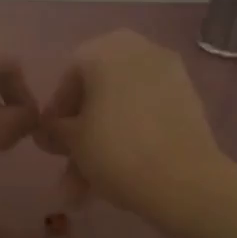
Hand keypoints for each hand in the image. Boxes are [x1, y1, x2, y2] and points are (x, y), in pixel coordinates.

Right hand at [38, 30, 230, 233]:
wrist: (183, 179)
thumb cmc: (116, 151)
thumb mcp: (73, 142)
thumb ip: (54, 129)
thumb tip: (47, 129)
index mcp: (105, 49)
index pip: (69, 76)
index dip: (57, 112)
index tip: (52, 143)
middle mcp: (139, 49)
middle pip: (99, 92)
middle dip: (81, 133)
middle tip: (70, 165)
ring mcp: (169, 73)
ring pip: (123, 108)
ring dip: (103, 144)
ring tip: (87, 189)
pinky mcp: (189, 99)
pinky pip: (148, 114)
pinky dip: (132, 137)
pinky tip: (119, 175)